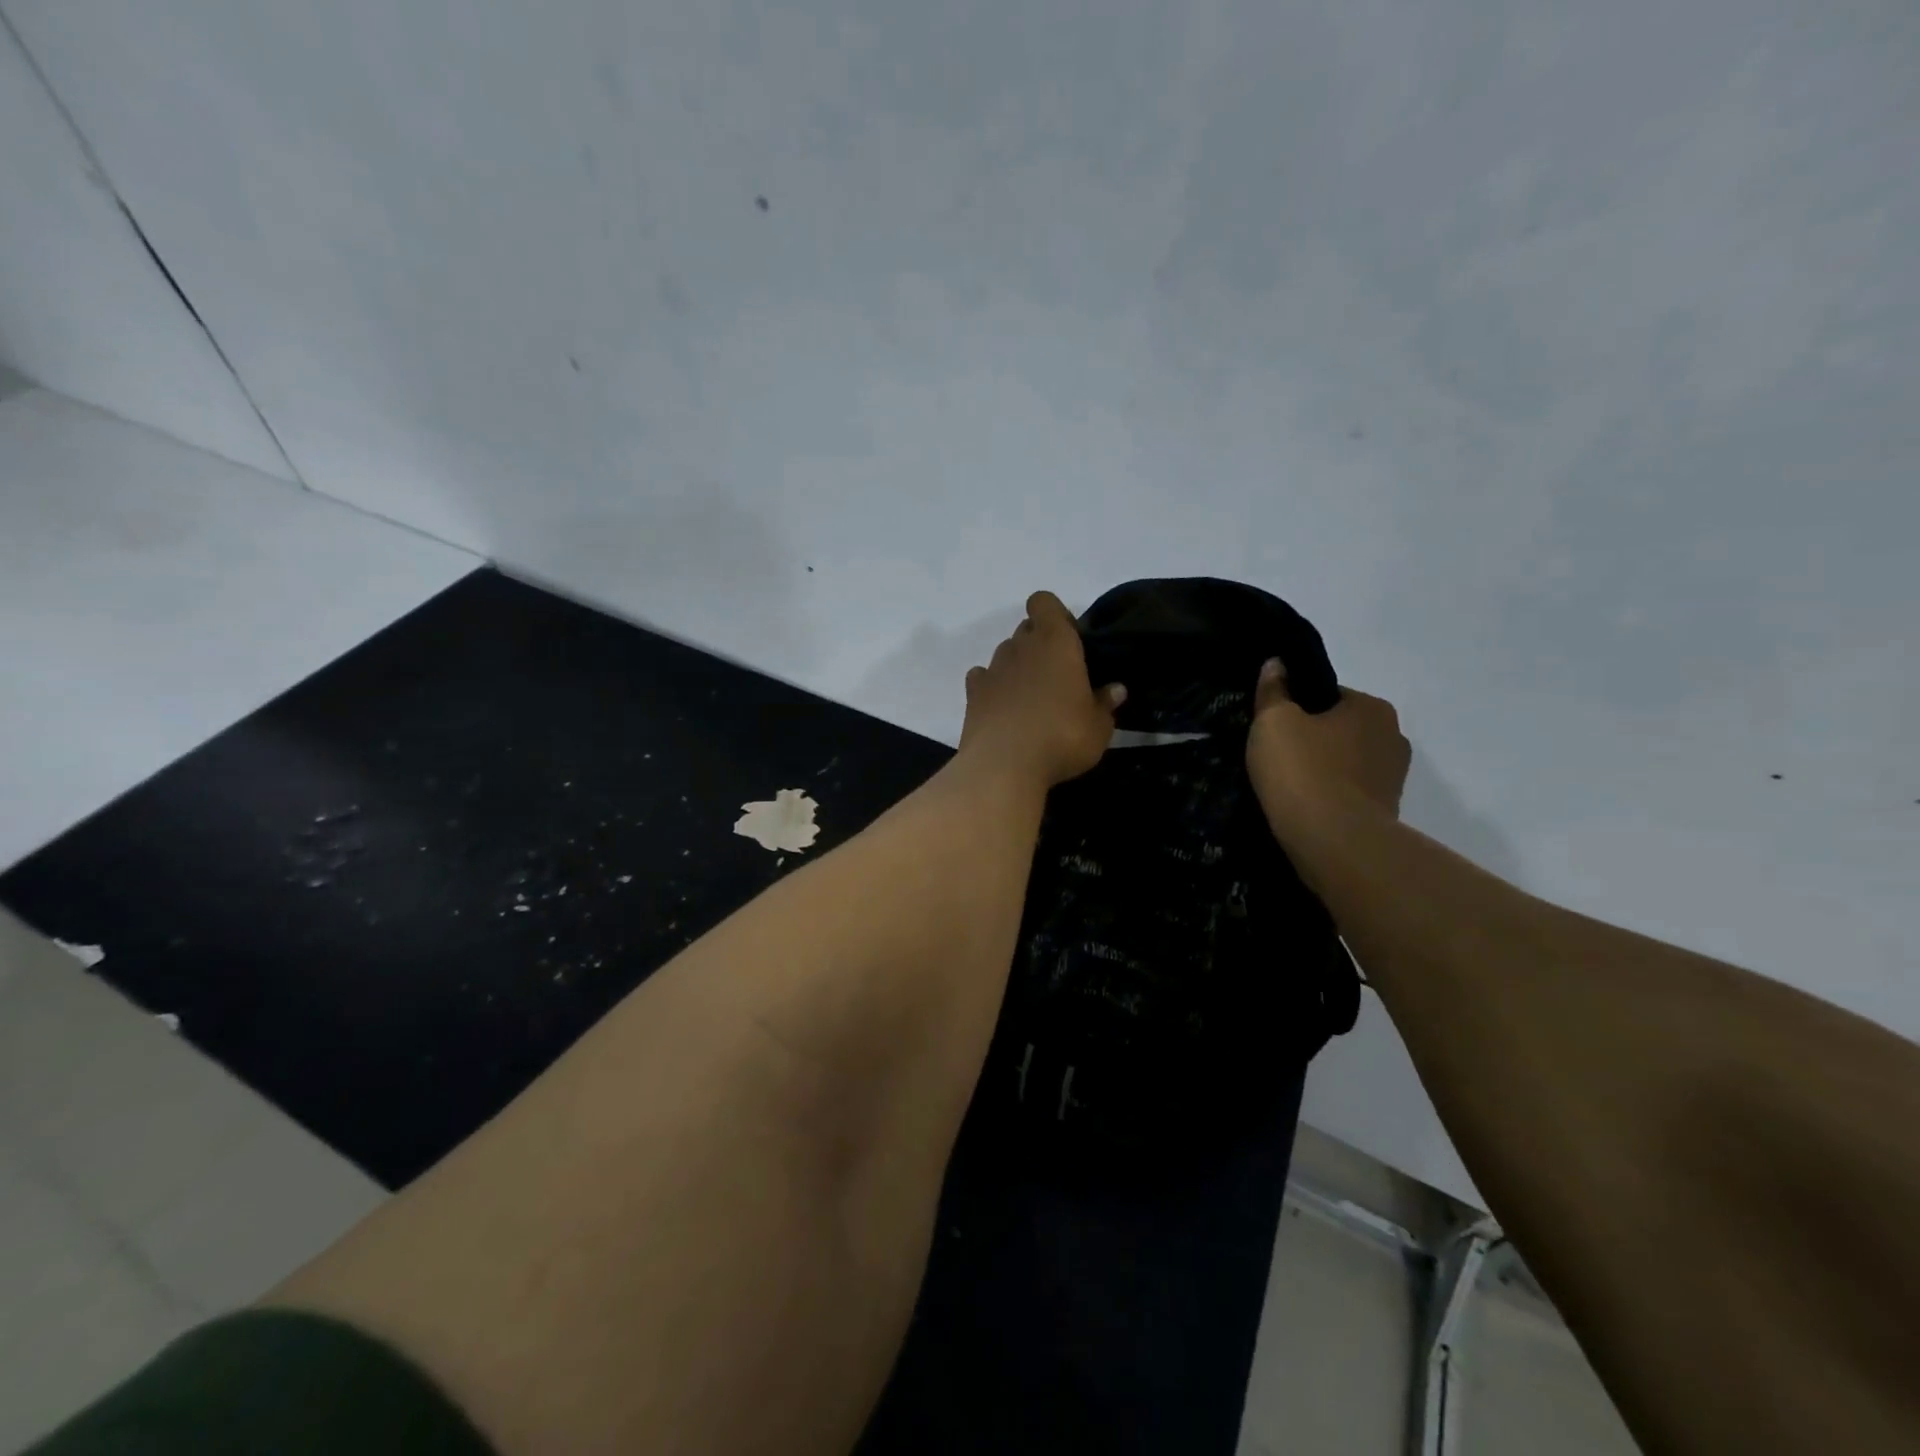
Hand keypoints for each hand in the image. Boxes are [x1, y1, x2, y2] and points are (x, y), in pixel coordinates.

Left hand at [958, 592, 1125, 790]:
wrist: (1004, 765)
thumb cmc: (1062, 737)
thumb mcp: (1098, 727)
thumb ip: (1105, 704)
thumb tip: (1115, 689)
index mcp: (1055, 642)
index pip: (1044, 602)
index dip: (1055, 615)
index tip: (1070, 639)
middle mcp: (1021, 646)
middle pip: (1026, 629)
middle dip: (1040, 643)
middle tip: (1058, 675)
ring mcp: (993, 668)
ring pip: (1005, 653)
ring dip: (1018, 666)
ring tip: (1032, 698)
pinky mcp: (972, 693)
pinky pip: (983, 677)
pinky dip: (992, 686)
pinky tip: (1004, 708)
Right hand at [1246, 657, 1409, 835]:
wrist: (1334, 842)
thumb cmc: (1303, 770)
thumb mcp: (1273, 721)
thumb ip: (1273, 690)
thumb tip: (1277, 663)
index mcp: (1372, 707)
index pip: (1328, 696)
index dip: (1296, 708)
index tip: (1272, 726)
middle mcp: (1394, 737)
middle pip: (1341, 730)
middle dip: (1313, 739)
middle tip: (1276, 755)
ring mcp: (1394, 779)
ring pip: (1346, 764)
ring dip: (1323, 770)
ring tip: (1287, 785)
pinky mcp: (1387, 813)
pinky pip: (1349, 794)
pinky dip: (1329, 797)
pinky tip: (1304, 807)